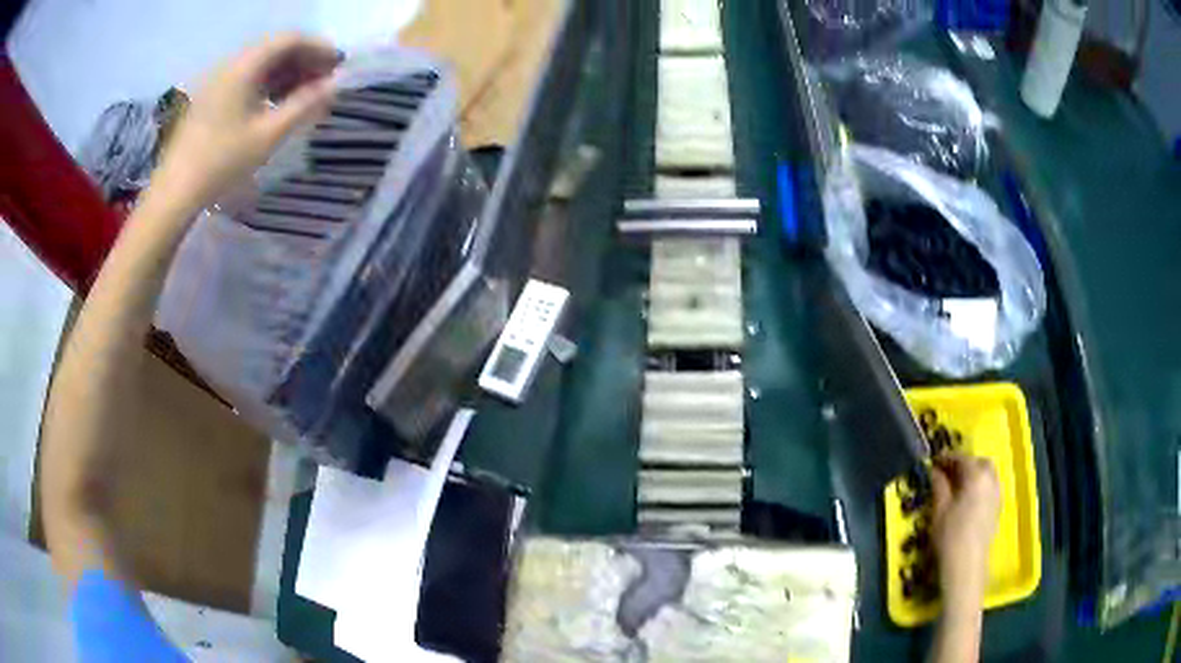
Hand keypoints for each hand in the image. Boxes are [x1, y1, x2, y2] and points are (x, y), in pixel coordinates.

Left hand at [149, 34, 339, 214]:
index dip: (318, 47)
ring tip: (306, 95)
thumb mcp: (269, 135)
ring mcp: (218, 81)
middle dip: (304, 60)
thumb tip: (335, 85)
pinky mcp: (211, 98)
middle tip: (325, 82)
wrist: (175, 193)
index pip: (290, 40)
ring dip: (287, 73)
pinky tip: (277, 104)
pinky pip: (247, 79)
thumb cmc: (222, 162)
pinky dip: (268, 84)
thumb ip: (305, 105)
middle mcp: (231, 65)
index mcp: (245, 67)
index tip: (338, 65)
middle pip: (275, 49)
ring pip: (261, 64)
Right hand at [930, 454, 1000, 614]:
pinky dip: (979, 486)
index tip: (933, 461)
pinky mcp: (997, 509)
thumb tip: (935, 470)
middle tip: (948, 471)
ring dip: (974, 474)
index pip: (961, 459)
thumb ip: (939, 485)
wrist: (965, 566)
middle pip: (979, 463)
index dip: (946, 458)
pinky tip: (967, 498)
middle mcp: (990, 480)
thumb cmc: (949, 536)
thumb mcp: (939, 509)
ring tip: (957, 485)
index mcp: (976, 476)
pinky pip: (990, 487)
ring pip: (987, 475)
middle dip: (964, 463)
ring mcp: (996, 494)